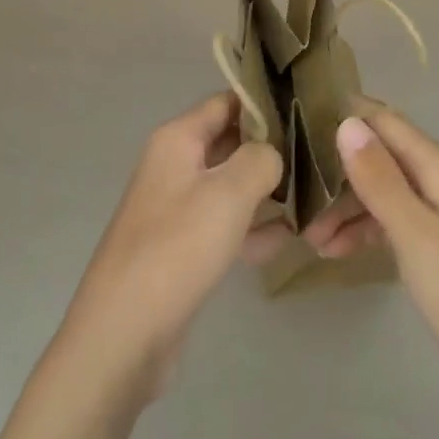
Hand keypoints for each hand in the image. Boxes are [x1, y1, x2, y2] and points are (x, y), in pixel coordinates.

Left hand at [54, 92, 286, 402]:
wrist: (123, 336)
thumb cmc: (177, 248)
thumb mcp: (229, 194)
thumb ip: (260, 160)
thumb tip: (272, 154)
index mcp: (178, 139)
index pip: (226, 102)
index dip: (264, 103)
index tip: (307, 111)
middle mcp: (174, 165)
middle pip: (229, 142)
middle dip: (270, 150)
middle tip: (316, 157)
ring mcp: (175, 208)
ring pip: (229, 186)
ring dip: (265, 191)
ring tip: (310, 198)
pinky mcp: (181, 249)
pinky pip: (223, 225)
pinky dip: (251, 228)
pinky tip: (286, 240)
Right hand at [303, 107, 438, 416]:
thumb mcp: (415, 235)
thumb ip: (379, 178)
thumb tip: (345, 121)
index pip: (382, 120)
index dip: (342, 117)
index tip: (296, 127)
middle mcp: (438, 176)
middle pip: (378, 154)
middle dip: (336, 171)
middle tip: (296, 197)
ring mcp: (437, 209)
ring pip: (380, 188)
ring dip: (345, 206)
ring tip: (310, 236)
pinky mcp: (435, 241)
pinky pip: (390, 219)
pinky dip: (363, 229)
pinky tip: (334, 250)